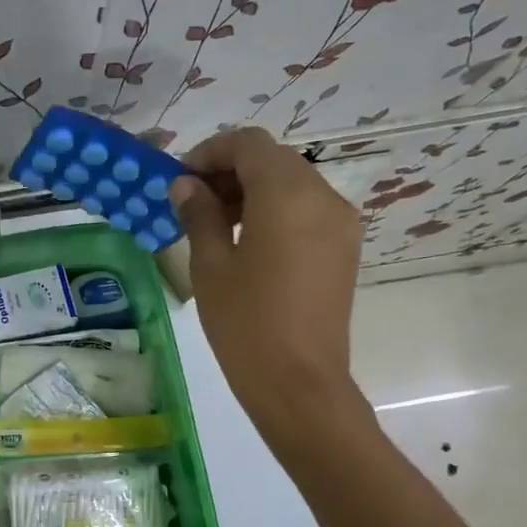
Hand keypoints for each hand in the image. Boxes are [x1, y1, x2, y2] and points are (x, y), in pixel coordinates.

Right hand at [169, 128, 369, 460]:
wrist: (299, 383)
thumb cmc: (246, 323)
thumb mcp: (210, 265)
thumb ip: (199, 214)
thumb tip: (186, 185)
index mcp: (288, 194)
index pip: (249, 144)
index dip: (211, 152)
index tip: (181, 179)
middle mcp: (323, 196)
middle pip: (274, 160)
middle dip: (231, 171)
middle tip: (193, 202)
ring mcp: (340, 222)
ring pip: (292, 183)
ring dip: (253, 190)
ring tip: (216, 225)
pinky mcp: (344, 247)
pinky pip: (307, 209)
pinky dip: (275, 211)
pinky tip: (248, 243)